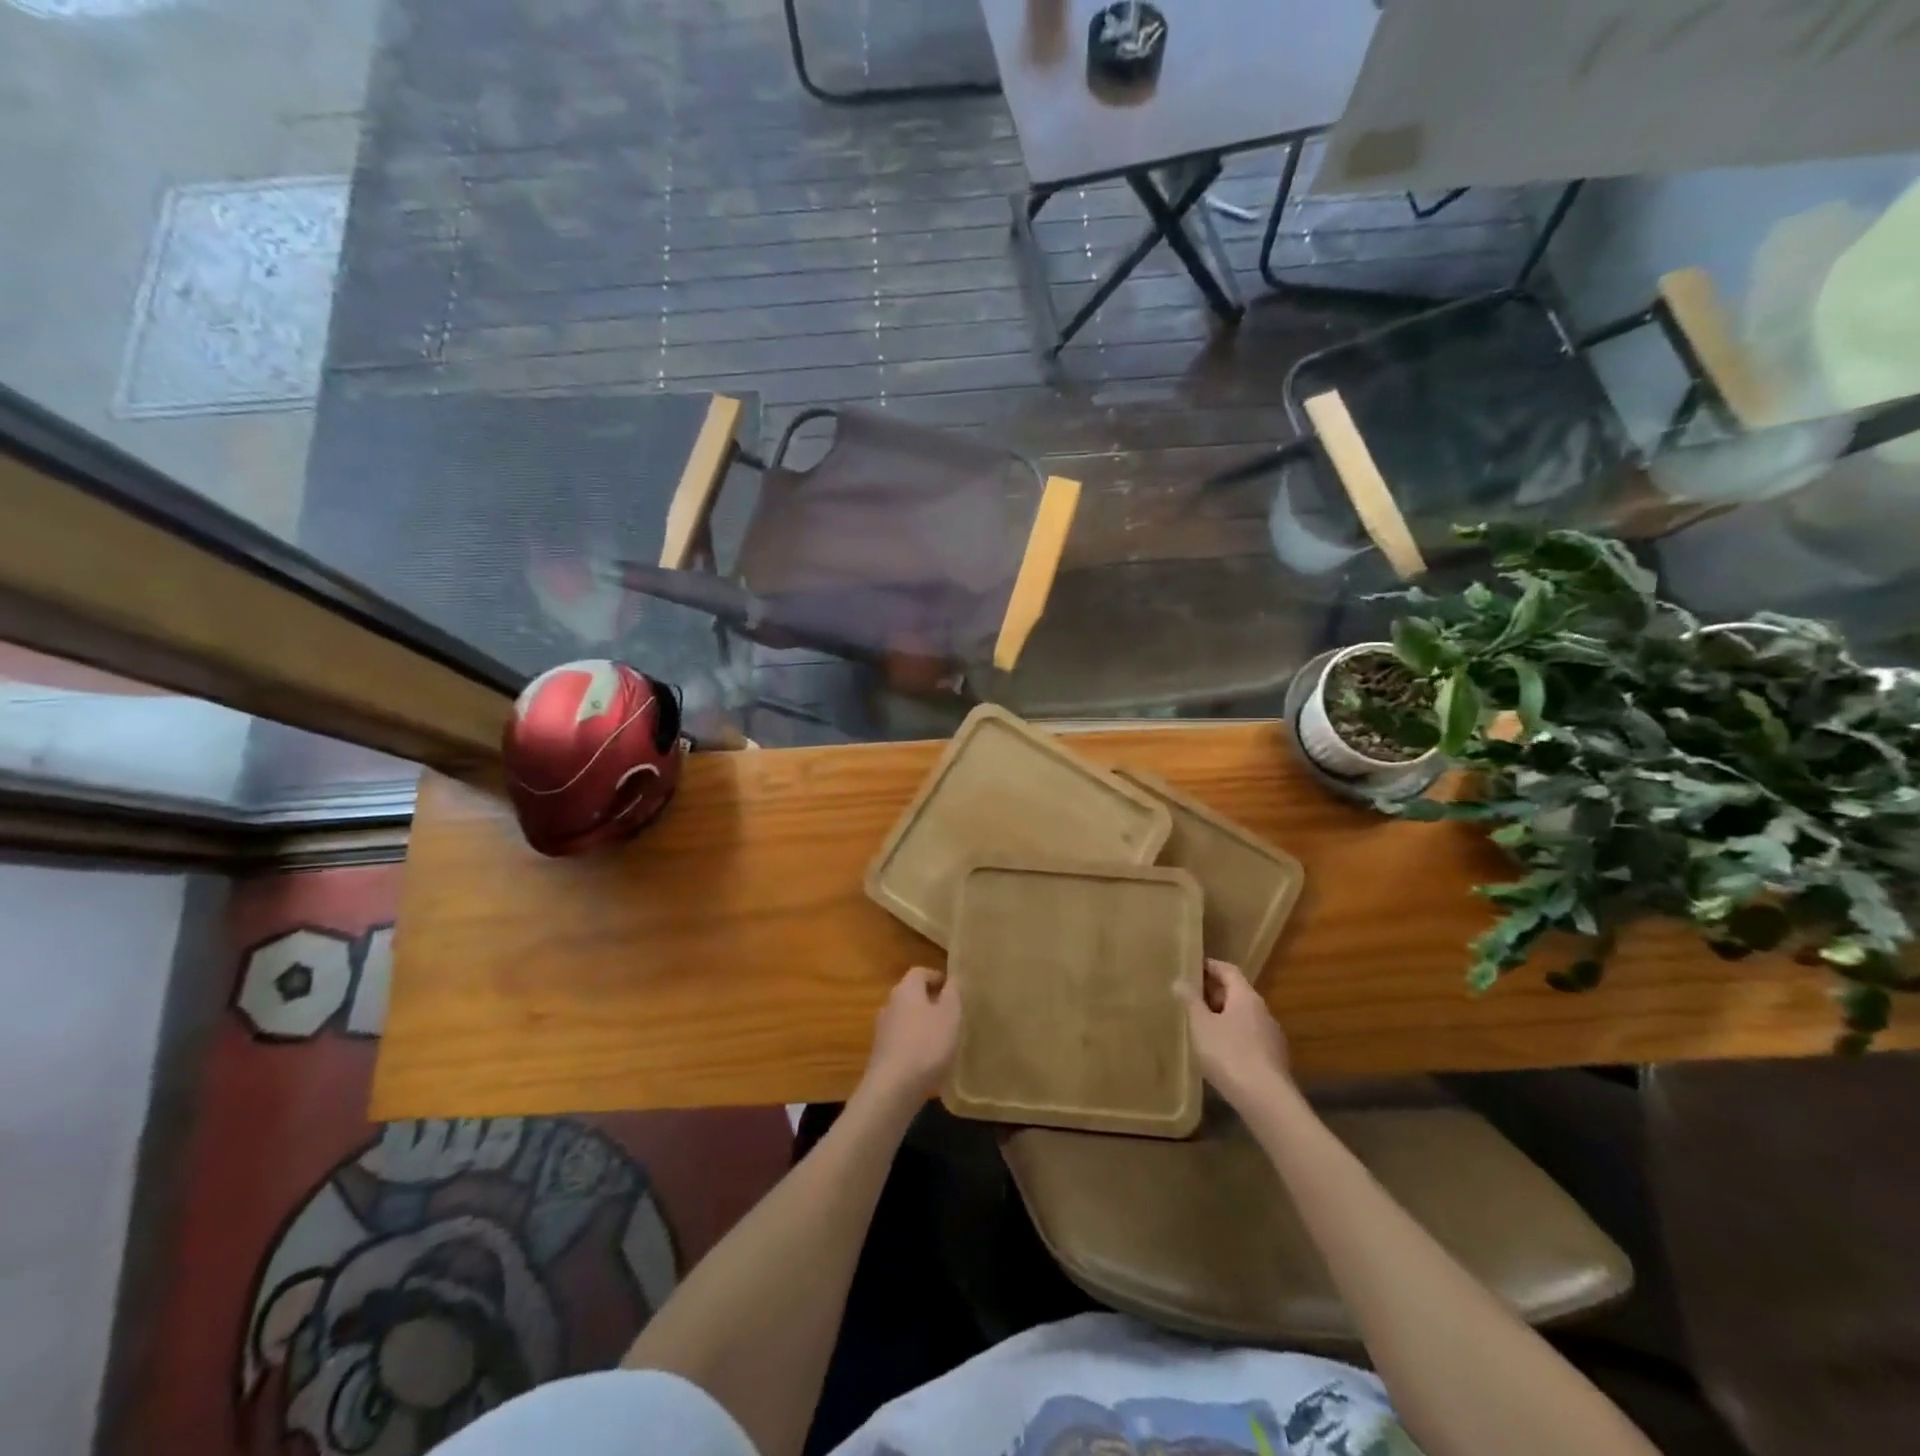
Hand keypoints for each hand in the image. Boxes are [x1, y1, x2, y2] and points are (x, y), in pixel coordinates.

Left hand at [861, 966, 960, 1105]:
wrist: (893, 1088)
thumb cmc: (926, 1044)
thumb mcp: (950, 1015)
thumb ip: (952, 994)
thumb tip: (952, 979)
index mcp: (906, 990)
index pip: (919, 972)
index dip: (936, 976)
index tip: (951, 988)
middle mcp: (890, 1004)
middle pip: (910, 994)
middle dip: (929, 1000)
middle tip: (949, 1012)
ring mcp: (882, 1030)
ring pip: (905, 1018)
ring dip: (921, 1023)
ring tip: (941, 1036)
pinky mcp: (881, 1054)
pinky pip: (901, 1040)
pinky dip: (914, 1042)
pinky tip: (927, 1058)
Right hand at [1179, 958, 1291, 1104]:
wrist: (1266, 1099)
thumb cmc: (1228, 1054)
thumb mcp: (1201, 1025)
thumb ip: (1191, 1002)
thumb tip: (1180, 981)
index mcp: (1246, 996)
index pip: (1229, 970)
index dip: (1210, 966)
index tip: (1192, 967)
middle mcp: (1263, 1011)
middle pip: (1237, 992)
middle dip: (1214, 993)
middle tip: (1191, 998)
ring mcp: (1271, 1035)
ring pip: (1244, 1016)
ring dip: (1224, 1016)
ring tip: (1202, 1025)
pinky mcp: (1273, 1057)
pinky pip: (1249, 1036)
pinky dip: (1233, 1035)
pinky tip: (1219, 1051)